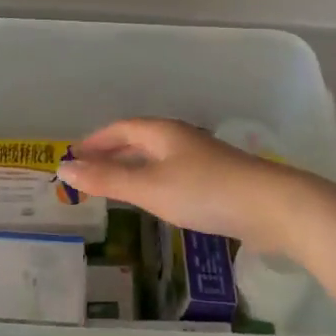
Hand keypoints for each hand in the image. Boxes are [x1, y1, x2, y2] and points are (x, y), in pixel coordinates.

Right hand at [59, 118, 320, 256]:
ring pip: (157, 158)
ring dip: (132, 167)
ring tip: (114, 185)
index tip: (73, 155)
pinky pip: (172, 174)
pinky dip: (152, 181)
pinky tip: (155, 200)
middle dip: (111, 153)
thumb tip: (64, 167)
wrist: (272, 207)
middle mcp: (180, 139)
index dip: (95, 140)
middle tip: (88, 171)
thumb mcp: (149, 187)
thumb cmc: (204, 191)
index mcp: (162, 132)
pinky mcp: (216, 180)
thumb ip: (107, 179)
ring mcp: (201, 159)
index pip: (121, 129)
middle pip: (139, 140)